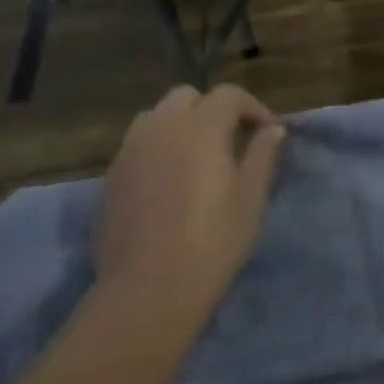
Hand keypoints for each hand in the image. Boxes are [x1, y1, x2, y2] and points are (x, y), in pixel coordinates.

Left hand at [95, 85, 286, 315]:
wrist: (150, 288)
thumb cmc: (213, 240)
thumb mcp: (251, 197)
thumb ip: (262, 155)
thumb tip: (273, 130)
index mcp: (200, 128)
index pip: (228, 95)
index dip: (252, 108)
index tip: (267, 133)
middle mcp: (161, 128)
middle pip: (186, 97)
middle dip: (212, 109)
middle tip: (231, 140)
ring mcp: (130, 151)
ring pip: (156, 117)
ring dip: (180, 125)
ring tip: (197, 157)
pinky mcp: (111, 177)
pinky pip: (137, 145)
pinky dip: (158, 148)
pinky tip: (170, 182)